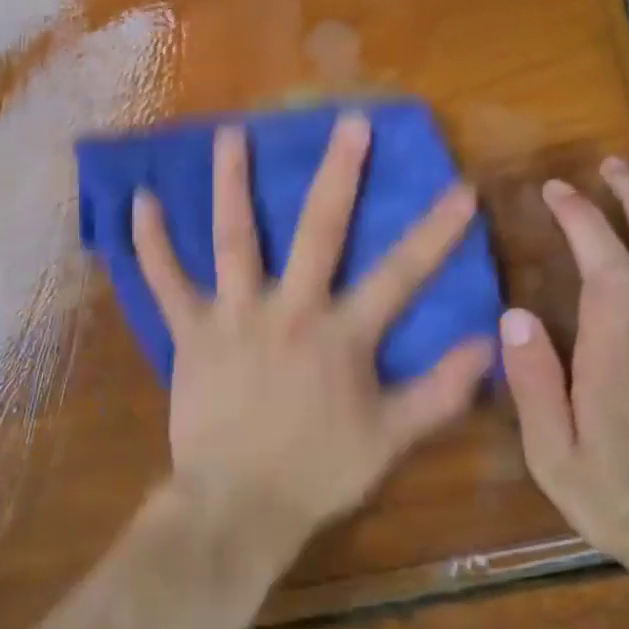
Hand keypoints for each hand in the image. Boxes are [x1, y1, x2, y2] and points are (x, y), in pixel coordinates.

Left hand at [132, 113, 494, 550]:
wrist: (237, 505)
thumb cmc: (317, 472)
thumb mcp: (390, 439)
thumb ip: (440, 391)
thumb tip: (488, 345)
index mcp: (341, 335)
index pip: (401, 275)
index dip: (435, 232)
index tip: (460, 189)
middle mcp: (289, 310)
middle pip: (318, 231)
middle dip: (339, 174)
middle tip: (349, 122)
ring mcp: (234, 316)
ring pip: (234, 238)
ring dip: (233, 184)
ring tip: (232, 134)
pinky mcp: (190, 331)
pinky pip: (165, 281)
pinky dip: (151, 242)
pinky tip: (140, 200)